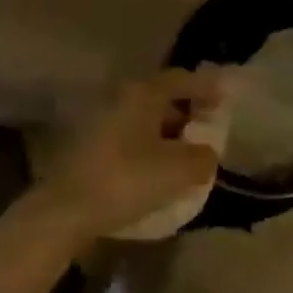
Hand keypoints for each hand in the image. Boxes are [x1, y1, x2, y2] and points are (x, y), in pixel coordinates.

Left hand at [35, 70, 222, 241]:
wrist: (66, 211)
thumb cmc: (128, 179)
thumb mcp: (179, 170)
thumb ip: (203, 157)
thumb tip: (207, 154)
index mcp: (143, 94)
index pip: (181, 80)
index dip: (206, 87)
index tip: (226, 98)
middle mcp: (121, 99)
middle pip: (161, 99)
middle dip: (187, 113)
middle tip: (207, 130)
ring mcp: (102, 123)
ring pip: (144, 121)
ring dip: (168, 134)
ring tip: (186, 156)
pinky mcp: (91, 148)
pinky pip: (131, 139)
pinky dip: (150, 148)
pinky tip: (158, 172)